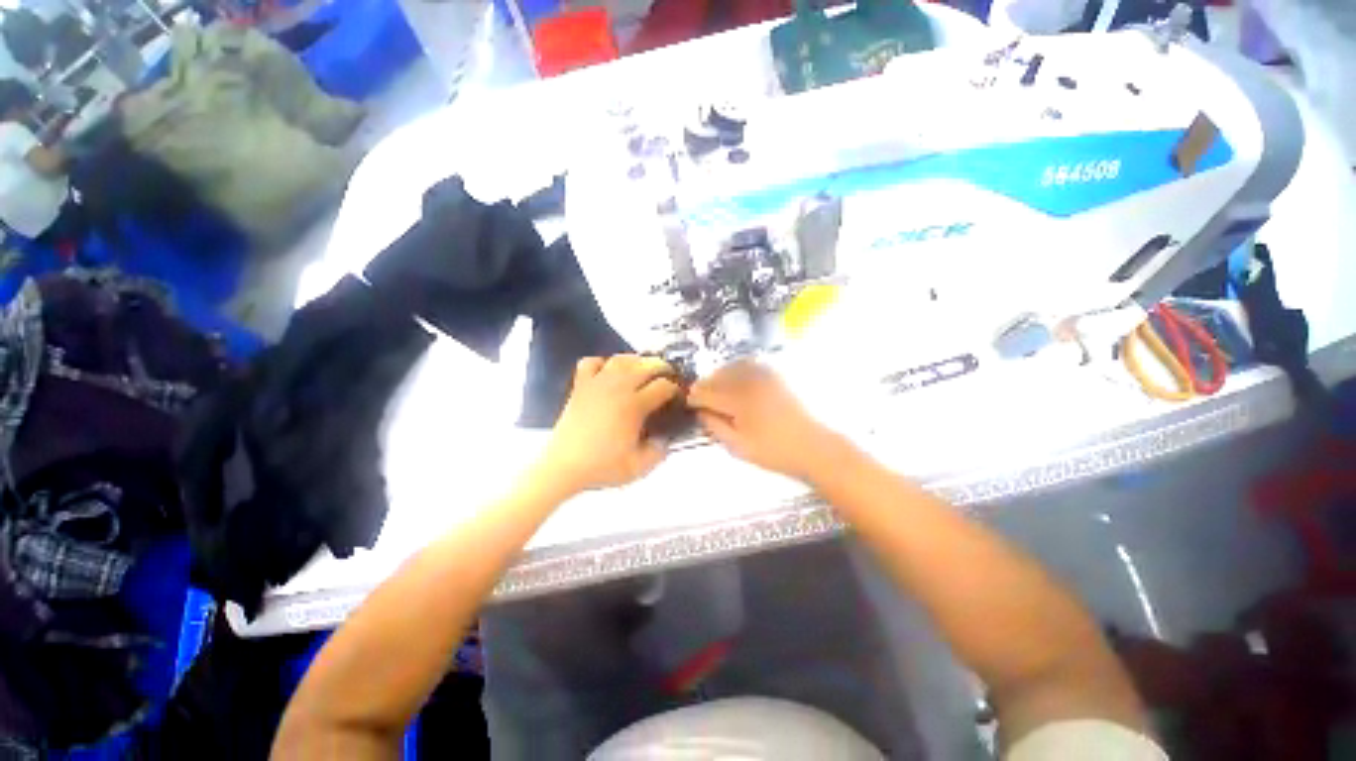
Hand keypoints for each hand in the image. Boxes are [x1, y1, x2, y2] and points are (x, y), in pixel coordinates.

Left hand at [539, 355, 681, 494]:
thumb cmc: (602, 467)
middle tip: (668, 375)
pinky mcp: (580, 386)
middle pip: (646, 365)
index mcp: (634, 406)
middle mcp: (618, 388)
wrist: (564, 467)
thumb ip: (659, 452)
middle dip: (662, 367)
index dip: (675, 388)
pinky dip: (601, 362)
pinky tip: (608, 371)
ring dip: (636, 360)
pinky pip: (590, 362)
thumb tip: (666, 439)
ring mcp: (597, 384)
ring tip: (642, 368)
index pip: (663, 386)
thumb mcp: (639, 467)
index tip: (677, 395)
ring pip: (621, 359)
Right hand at [688, 361, 838, 481]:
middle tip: (698, 398)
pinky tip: (733, 379)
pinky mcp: (775, 375)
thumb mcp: (739, 447)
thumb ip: (715, 427)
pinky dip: (736, 368)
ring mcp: (764, 376)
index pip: (708, 394)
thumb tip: (700, 412)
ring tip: (714, 389)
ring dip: (718, 376)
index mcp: (740, 402)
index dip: (694, 397)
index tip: (688, 403)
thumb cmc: (774, 452)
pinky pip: (749, 364)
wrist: (813, 447)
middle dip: (705, 386)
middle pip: (718, 377)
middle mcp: (750, 383)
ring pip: (731, 367)